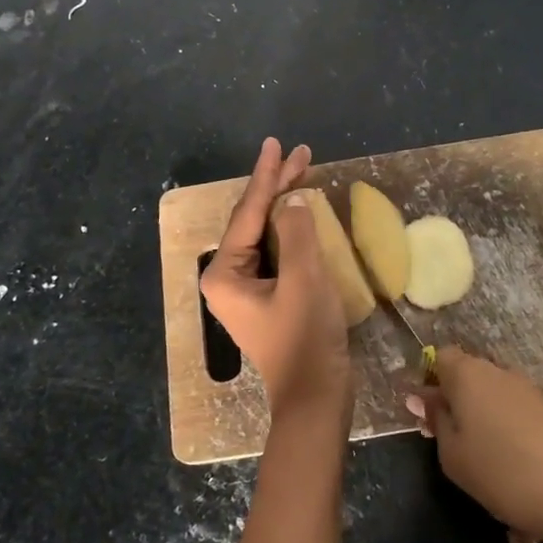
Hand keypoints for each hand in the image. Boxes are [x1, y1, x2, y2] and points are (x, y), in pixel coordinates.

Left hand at [200, 138, 352, 425]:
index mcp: (225, 273)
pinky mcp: (267, 297)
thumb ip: (298, 232)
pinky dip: (293, 229)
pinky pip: (277, 252)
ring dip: (286, 204)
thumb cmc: (305, 338)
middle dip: (278, 185)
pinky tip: (306, 212)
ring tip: (305, 171)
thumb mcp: (304, 279)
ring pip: (267, 234)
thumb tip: (294, 200)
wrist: (316, 398)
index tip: (277, 144)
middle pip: (254, 220)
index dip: (267, 176)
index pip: (249, 213)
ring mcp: (247, 289)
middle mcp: (228, 278)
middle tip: (301, 153)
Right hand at [404, 348, 542, 542]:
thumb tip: (423, 396)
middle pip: (468, 390)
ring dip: (489, 455)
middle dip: (459, 423)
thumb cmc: (505, 472)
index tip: (428, 422)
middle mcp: (500, 375)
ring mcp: (530, 397)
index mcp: (469, 375)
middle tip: (456, 462)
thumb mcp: (454, 456)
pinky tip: (525, 519)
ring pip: (494, 422)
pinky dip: (516, 469)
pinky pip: (520, 441)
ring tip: (497, 504)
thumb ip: (436, 423)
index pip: (440, 358)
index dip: (429, 385)